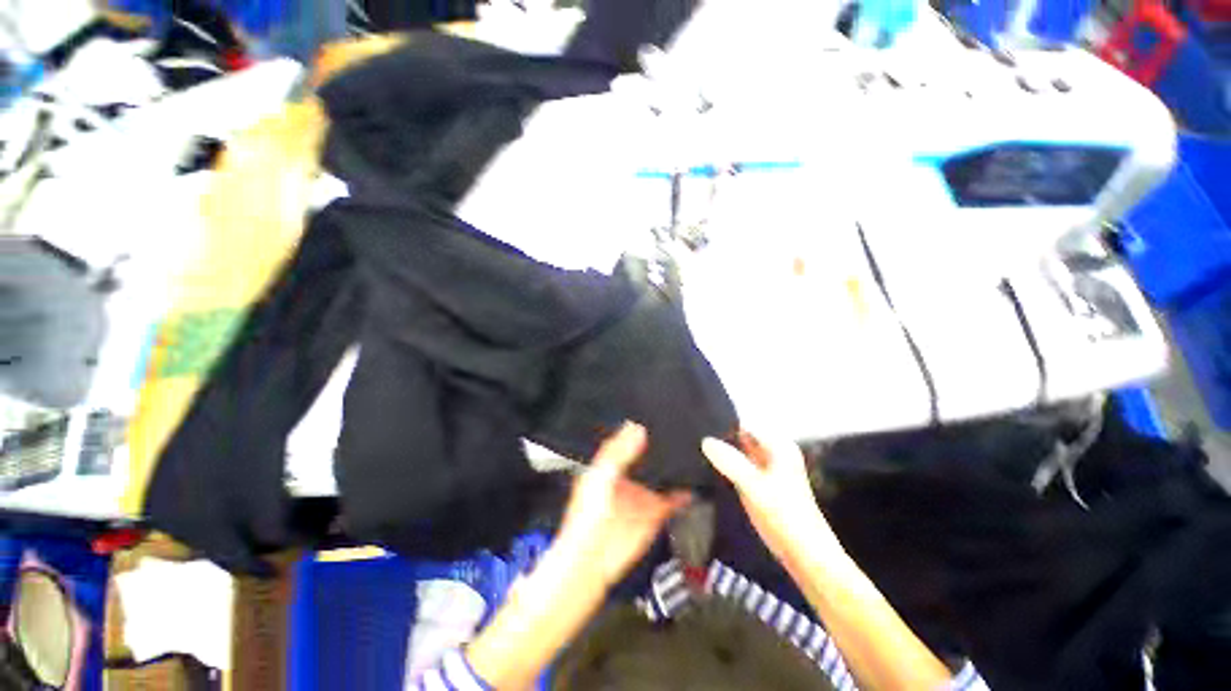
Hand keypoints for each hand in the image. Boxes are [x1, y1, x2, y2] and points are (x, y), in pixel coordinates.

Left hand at [553, 422, 691, 589]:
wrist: (592, 563)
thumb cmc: (587, 519)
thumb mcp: (600, 477)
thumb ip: (618, 454)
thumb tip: (636, 428)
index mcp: (611, 465)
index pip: (628, 440)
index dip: (640, 428)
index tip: (656, 413)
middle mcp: (628, 476)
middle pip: (649, 455)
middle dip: (662, 445)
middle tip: (681, 428)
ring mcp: (643, 493)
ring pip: (663, 475)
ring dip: (675, 466)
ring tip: (693, 449)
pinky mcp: (655, 512)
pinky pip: (673, 498)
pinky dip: (685, 491)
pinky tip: (696, 482)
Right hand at [702, 432, 842, 568]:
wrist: (804, 555)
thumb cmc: (785, 516)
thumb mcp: (755, 486)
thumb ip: (730, 462)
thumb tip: (705, 440)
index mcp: (777, 445)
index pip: (744, 423)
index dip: (722, 421)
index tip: (697, 422)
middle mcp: (771, 451)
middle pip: (740, 436)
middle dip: (719, 435)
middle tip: (690, 434)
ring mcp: (764, 467)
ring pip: (737, 450)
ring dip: (720, 450)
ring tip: (693, 446)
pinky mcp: (757, 482)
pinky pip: (737, 465)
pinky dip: (724, 464)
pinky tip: (704, 464)